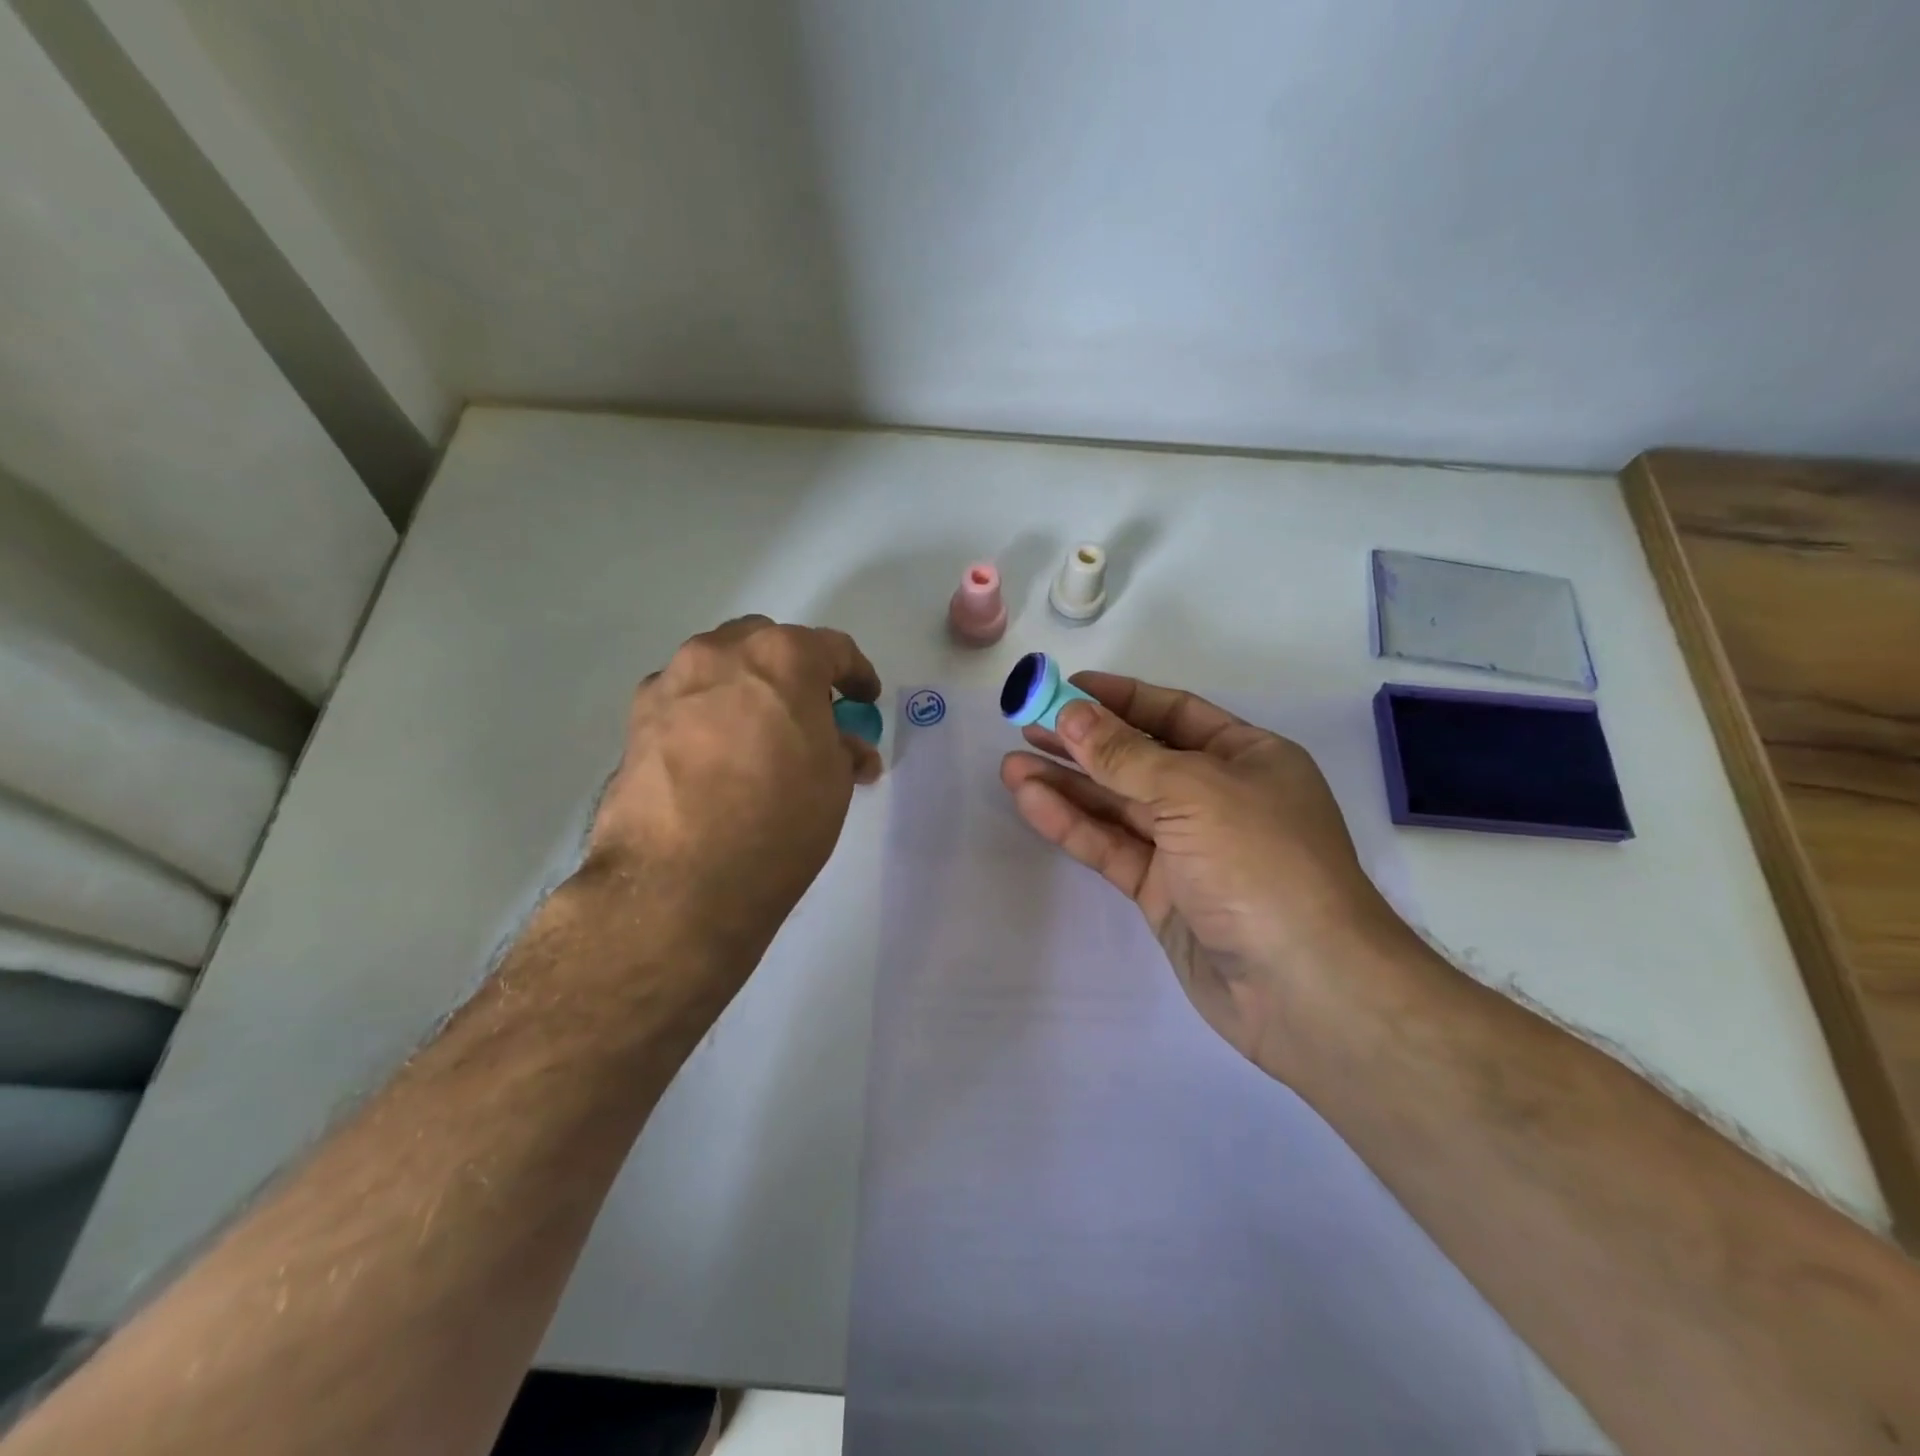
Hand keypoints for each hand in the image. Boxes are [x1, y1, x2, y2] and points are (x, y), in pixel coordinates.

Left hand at [583, 616, 881, 996]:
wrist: (678, 883)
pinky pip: (685, 701)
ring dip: (746, 690)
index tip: (864, 700)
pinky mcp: (635, 719)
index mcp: (783, 658)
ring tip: (758, 738)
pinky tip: (714, 757)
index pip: (833, 649)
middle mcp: (721, 654)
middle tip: (808, 715)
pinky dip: (707, 714)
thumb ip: (842, 748)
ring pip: (720, 668)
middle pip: (768, 643)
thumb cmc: (778, 824)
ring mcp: (671, 682)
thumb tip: (843, 746)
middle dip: (794, 672)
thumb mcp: (835, 784)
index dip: (857, 675)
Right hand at [1000, 673, 1411, 1074]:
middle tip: (1025, 725)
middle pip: (1139, 757)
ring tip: (1011, 765)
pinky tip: (1031, 802)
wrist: (1304, 988)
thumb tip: (1071, 713)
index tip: (1064, 689)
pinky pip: (1113, 847)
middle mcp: (1218, 796)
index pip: (1173, 712)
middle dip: (1083, 742)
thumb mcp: (1194, 791)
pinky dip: (1073, 825)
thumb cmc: (1261, 863)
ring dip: (1067, 784)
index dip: (1119, 699)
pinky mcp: (1163, 892)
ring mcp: (1189, 848)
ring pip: (1118, 805)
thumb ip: (1126, 754)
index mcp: (1246, 757)